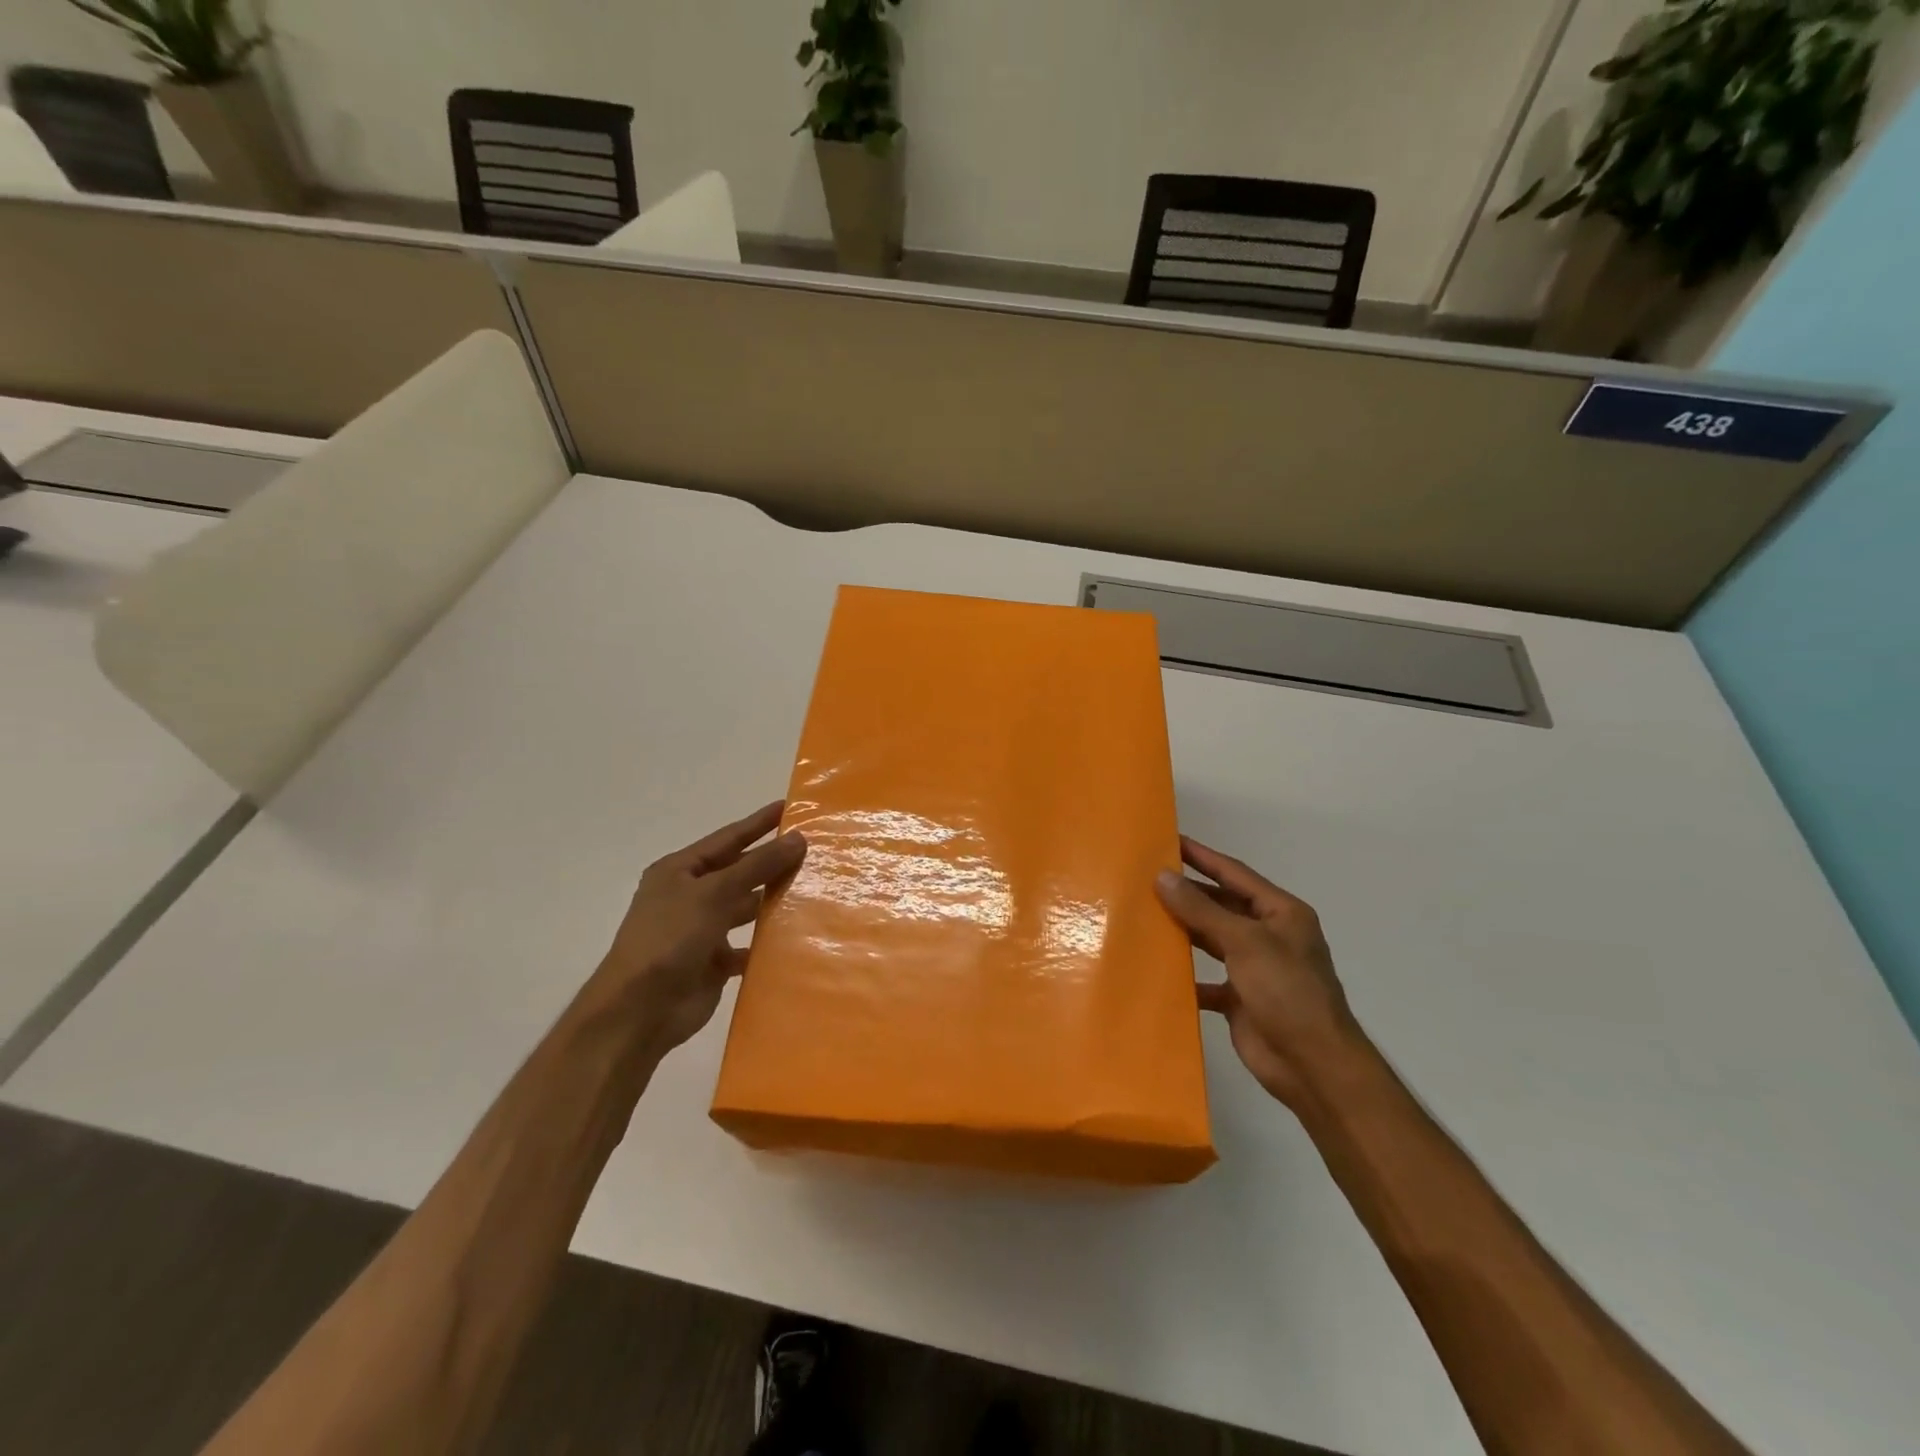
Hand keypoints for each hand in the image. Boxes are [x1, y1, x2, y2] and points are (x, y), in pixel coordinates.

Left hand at [591, 801, 806, 1056]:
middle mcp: (689, 896)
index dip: (759, 823)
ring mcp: (700, 930)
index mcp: (679, 871)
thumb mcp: (714, 893)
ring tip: (813, 890)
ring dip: (771, 901)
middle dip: (772, 862)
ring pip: (744, 908)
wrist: (639, 1011)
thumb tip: (797, 839)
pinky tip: (795, 936)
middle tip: (814, 850)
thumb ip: (757, 866)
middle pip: (739, 872)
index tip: (791, 807)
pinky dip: (766, 943)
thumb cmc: (670, 939)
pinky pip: (747, 946)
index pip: (728, 838)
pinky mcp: (712, 962)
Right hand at [1156, 837, 1359, 1107]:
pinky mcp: (1240, 999)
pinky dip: (1185, 975)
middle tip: (1145, 878)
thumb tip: (1162, 876)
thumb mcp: (1244, 942)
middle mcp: (1269, 936)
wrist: (1312, 1065)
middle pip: (1221, 906)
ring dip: (1183, 930)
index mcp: (1281, 913)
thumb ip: (1201, 910)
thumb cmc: (1286, 991)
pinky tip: (1156, 968)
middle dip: (1188, 893)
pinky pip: (1206, 979)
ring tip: (1143, 915)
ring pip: (1212, 940)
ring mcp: (1255, 969)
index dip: (1203, 857)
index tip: (1169, 841)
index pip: (1235, 874)